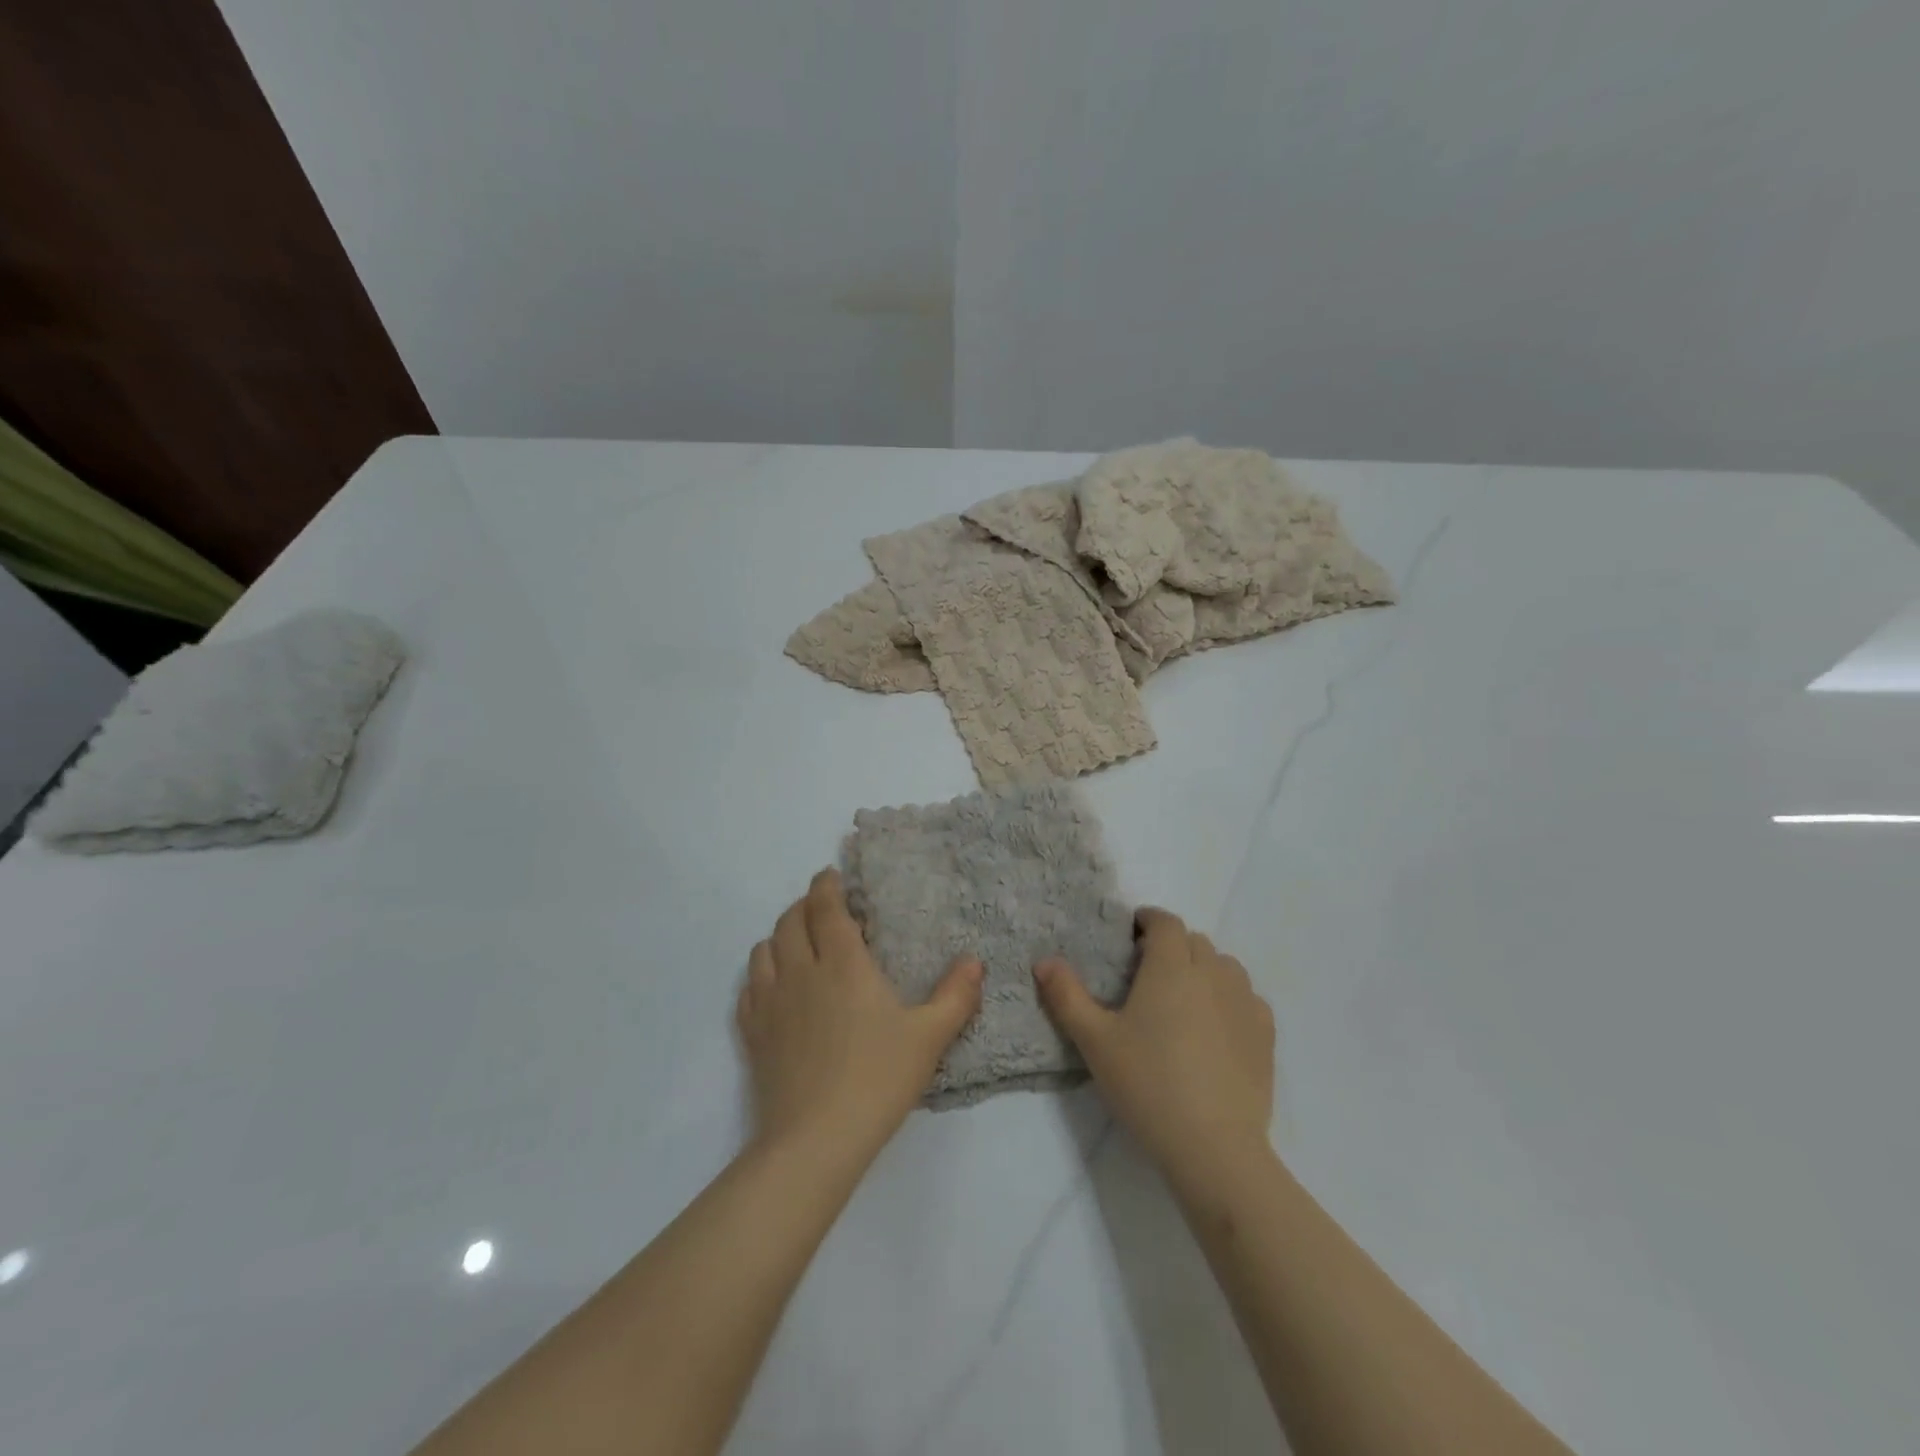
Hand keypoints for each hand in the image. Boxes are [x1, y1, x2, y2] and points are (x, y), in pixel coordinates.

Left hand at [738, 868, 982, 1168]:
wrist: (816, 1139)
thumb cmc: (878, 1078)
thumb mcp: (929, 1036)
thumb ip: (956, 995)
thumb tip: (974, 961)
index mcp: (843, 963)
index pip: (826, 908)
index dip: (826, 886)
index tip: (830, 876)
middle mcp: (801, 971)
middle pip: (790, 921)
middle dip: (804, 905)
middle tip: (820, 906)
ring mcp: (771, 1002)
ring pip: (763, 949)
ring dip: (779, 935)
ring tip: (796, 940)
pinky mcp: (753, 1033)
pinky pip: (749, 987)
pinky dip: (760, 973)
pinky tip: (772, 984)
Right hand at [1034, 908, 1274, 1189]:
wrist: (1214, 1147)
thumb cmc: (1148, 1084)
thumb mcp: (1094, 1040)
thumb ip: (1066, 996)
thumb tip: (1043, 961)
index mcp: (1170, 966)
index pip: (1165, 922)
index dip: (1148, 920)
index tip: (1132, 935)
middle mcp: (1212, 973)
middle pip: (1194, 941)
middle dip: (1171, 945)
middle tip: (1147, 973)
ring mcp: (1244, 1003)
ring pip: (1224, 966)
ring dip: (1203, 969)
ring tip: (1182, 999)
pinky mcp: (1265, 1034)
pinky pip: (1247, 997)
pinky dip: (1229, 998)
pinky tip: (1215, 1027)